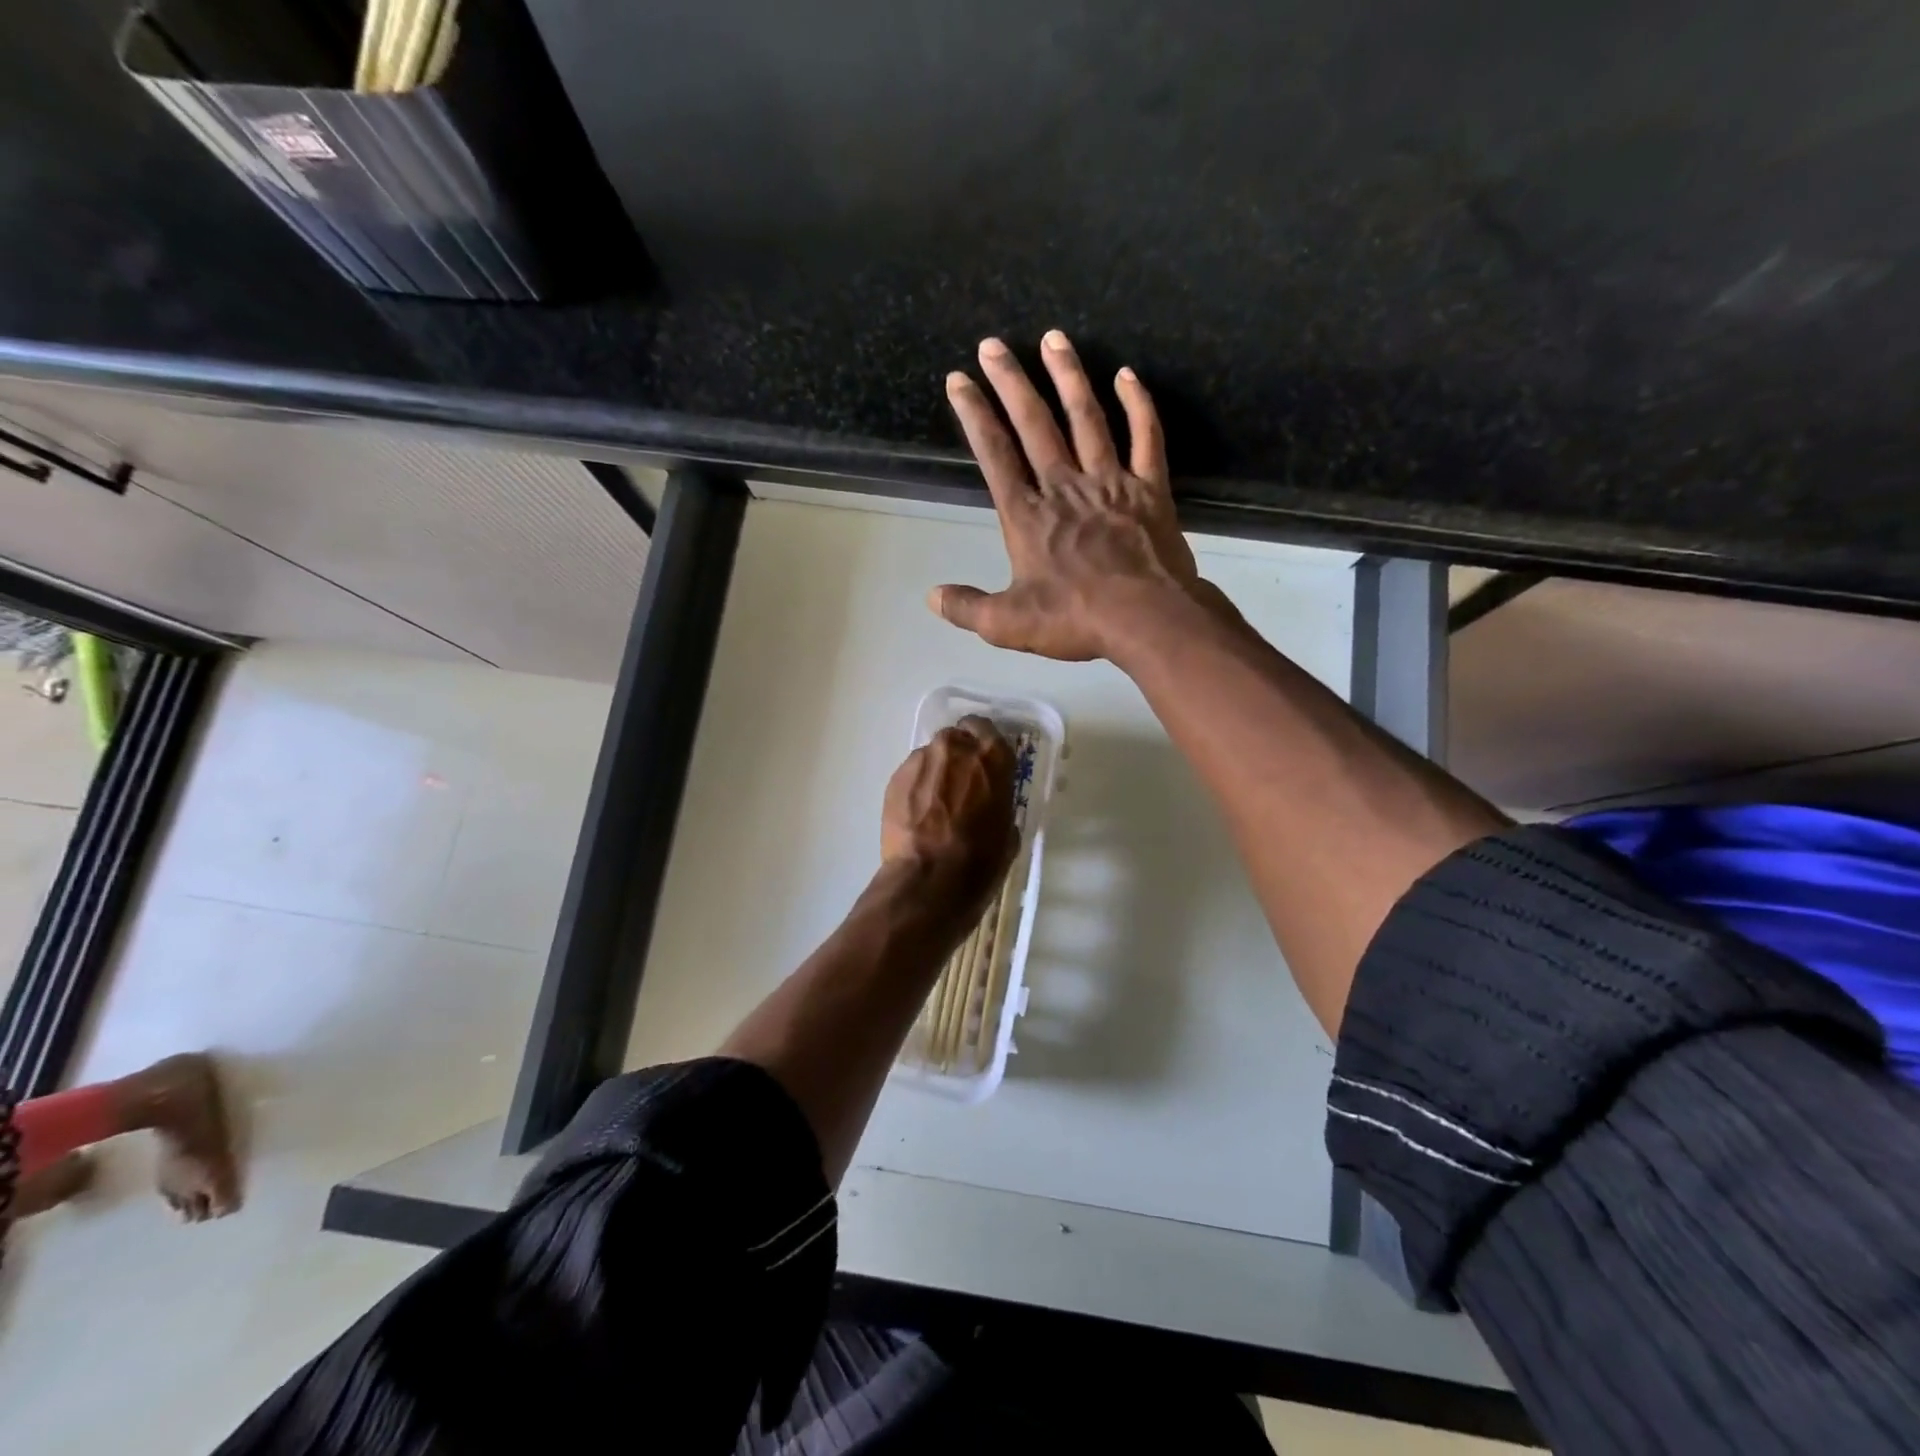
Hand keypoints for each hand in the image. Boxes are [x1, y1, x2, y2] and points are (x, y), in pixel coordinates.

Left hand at [880, 716, 1017, 909]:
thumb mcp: (1007, 831)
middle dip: (957, 758)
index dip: (982, 746)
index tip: (982, 765)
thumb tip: (988, 805)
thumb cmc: (980, 860)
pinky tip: (917, 817)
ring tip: (933, 807)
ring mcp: (921, 760)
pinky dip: (915, 789)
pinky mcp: (896, 778)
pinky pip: (911, 775)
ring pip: (930, 757)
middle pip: (956, 740)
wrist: (929, 880)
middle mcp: (956, 748)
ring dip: (934, 774)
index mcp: (992, 757)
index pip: (986, 729)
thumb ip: (998, 803)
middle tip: (958, 787)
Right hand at [931, 330, 1207, 660]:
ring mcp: (1110, 482)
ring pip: (1087, 418)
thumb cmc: (1075, 620)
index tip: (959, 381)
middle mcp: (1065, 487)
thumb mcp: (1008, 625)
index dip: (974, 416)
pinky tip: (1127, 376)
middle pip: (1034, 424)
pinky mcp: (1149, 489)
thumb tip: (932, 597)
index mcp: (1028, 516)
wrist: (1147, 620)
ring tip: (1053, 339)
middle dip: (1011, 382)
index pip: (995, 455)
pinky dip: (1138, 405)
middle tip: (993, 344)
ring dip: (1068, 376)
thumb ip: (968, 608)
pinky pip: (1145, 437)